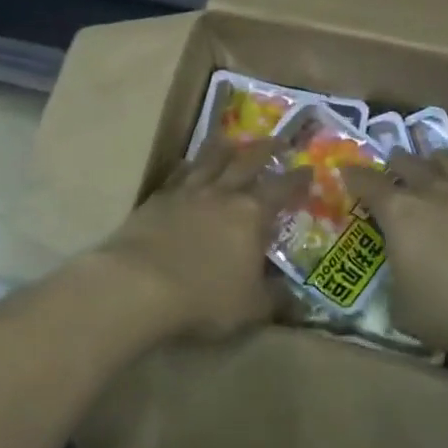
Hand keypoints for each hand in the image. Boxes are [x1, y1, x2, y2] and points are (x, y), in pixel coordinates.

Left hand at [95, 140, 309, 342]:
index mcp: (251, 214)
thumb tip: (297, 299)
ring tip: (230, 139)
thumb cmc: (204, 297)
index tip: (308, 169)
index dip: (297, 179)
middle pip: (247, 161)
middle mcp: (222, 194)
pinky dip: (186, 166)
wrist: (139, 285)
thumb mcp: (251, 308)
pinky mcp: (158, 199)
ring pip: (209, 160)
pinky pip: (177, 175)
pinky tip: (186, 164)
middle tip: (278, 139)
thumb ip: (275, 299)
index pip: (281, 189)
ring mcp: (187, 192)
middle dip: (266, 149)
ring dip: (223, 148)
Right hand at [341, 150, 447, 352]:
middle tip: (395, 166)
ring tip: (436, 164)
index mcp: (398, 213)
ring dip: (437, 159)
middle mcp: (430, 188)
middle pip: (407, 161)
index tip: (347, 170)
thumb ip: (396, 290)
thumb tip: (399, 285)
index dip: (354, 176)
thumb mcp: (407, 313)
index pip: (367, 184)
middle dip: (397, 162)